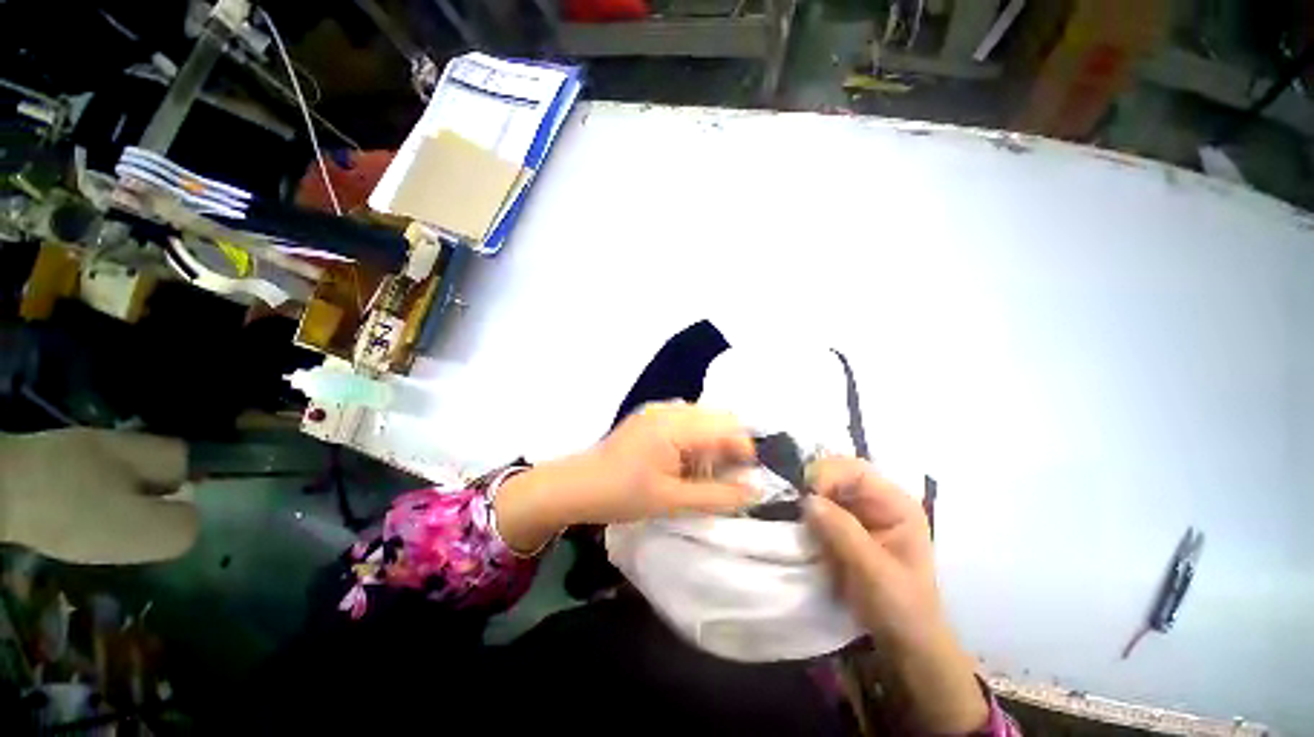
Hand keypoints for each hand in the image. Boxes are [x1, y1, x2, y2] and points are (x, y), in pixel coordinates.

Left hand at [0, 429, 197, 564]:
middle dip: (144, 492)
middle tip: (132, 527)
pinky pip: (75, 477)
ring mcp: (75, 446)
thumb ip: (180, 527)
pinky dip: (76, 498)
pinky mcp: (44, 458)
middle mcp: (117, 440)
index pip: (183, 460)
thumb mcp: (141, 531)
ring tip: (96, 528)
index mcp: (146, 451)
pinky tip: (64, 518)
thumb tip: (191, 522)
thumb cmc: (76, 509)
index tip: (169, 514)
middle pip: (145, 464)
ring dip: (109, 497)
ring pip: (109, 472)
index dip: (184, 484)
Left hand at [494, 401, 756, 551]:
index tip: (744, 478)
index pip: (728, 425)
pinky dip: (694, 439)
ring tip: (701, 473)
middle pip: (718, 417)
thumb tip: (755, 490)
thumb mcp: (672, 501)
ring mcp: (658, 410)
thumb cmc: (622, 494)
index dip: (744, 450)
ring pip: (703, 418)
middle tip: (722, 477)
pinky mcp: (650, 416)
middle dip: (728, 446)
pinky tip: (682, 463)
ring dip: (711, 442)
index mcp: (676, 425)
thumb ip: (717, 495)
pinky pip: (685, 420)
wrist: (577, 485)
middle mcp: (670, 409)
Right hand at [803, 457, 987, 733]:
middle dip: (813, 487)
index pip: (855, 471)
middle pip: (836, 475)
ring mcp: (859, 514)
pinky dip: (807, 515)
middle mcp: (877, 501)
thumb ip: (843, 532)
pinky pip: (819, 509)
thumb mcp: (874, 571)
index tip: (806, 496)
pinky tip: (801, 528)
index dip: (827, 475)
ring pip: (824, 491)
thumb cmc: (901, 608)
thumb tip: (807, 500)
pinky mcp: (844, 528)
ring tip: (795, 519)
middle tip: (795, 507)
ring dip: (807, 501)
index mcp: (895, 504)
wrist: (905, 644)